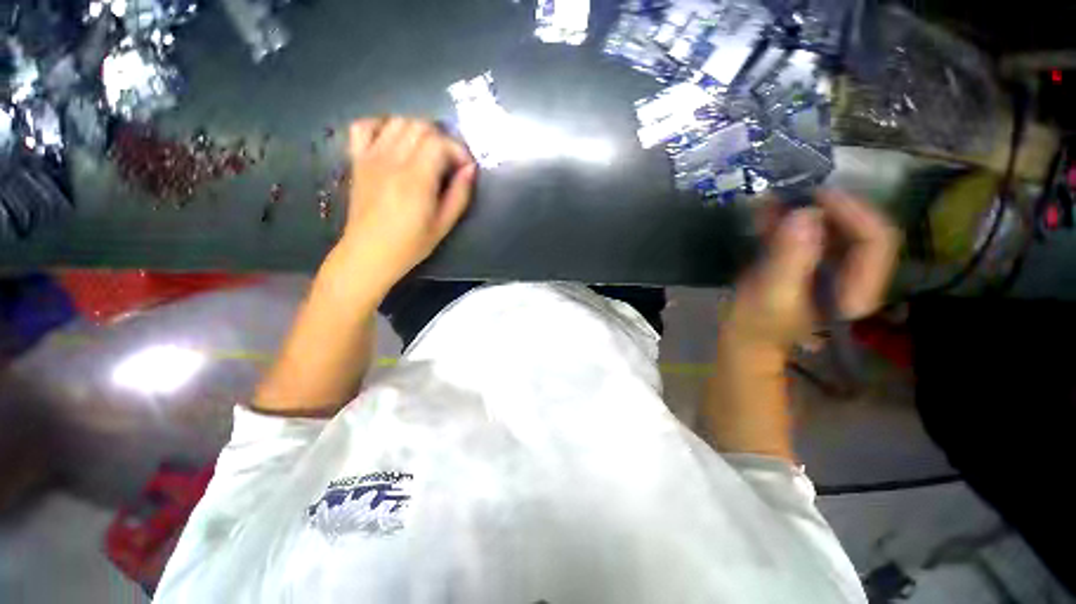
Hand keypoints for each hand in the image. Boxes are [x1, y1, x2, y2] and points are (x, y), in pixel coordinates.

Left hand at [339, 117, 476, 289]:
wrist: (369, 253)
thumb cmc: (410, 244)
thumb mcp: (444, 225)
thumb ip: (459, 194)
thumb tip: (470, 169)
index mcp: (416, 179)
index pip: (440, 142)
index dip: (458, 150)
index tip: (465, 168)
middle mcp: (392, 160)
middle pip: (420, 126)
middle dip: (442, 139)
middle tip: (449, 162)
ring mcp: (371, 157)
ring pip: (397, 121)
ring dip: (417, 131)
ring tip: (425, 153)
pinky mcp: (357, 160)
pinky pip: (364, 126)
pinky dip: (382, 126)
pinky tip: (393, 142)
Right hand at [725, 189, 899, 353]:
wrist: (746, 336)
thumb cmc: (758, 323)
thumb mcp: (772, 293)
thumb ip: (789, 257)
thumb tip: (803, 213)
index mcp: (857, 290)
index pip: (875, 240)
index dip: (852, 212)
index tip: (816, 197)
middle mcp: (853, 274)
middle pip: (858, 227)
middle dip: (828, 207)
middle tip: (794, 194)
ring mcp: (832, 267)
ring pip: (834, 227)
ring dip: (808, 210)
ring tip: (778, 199)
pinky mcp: (810, 262)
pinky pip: (810, 232)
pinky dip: (791, 219)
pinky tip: (770, 211)